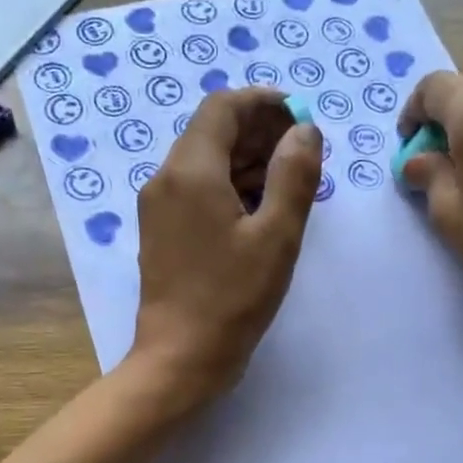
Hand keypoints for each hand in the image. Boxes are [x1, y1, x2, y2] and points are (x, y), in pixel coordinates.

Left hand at [129, 88, 323, 407]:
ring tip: (291, 181)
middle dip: (259, 132)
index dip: (263, 103)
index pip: (223, 108)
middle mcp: (165, 179)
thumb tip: (304, 130)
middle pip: (212, 132)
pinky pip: (197, 191)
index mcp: (190, 170)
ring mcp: (159, 207)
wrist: (179, 358)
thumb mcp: (276, 236)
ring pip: (205, 162)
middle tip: (304, 152)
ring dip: (247, 161)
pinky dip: (230, 187)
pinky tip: (262, 209)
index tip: (300, 117)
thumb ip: (294, 175)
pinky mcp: (162, 232)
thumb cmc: (231, 298)